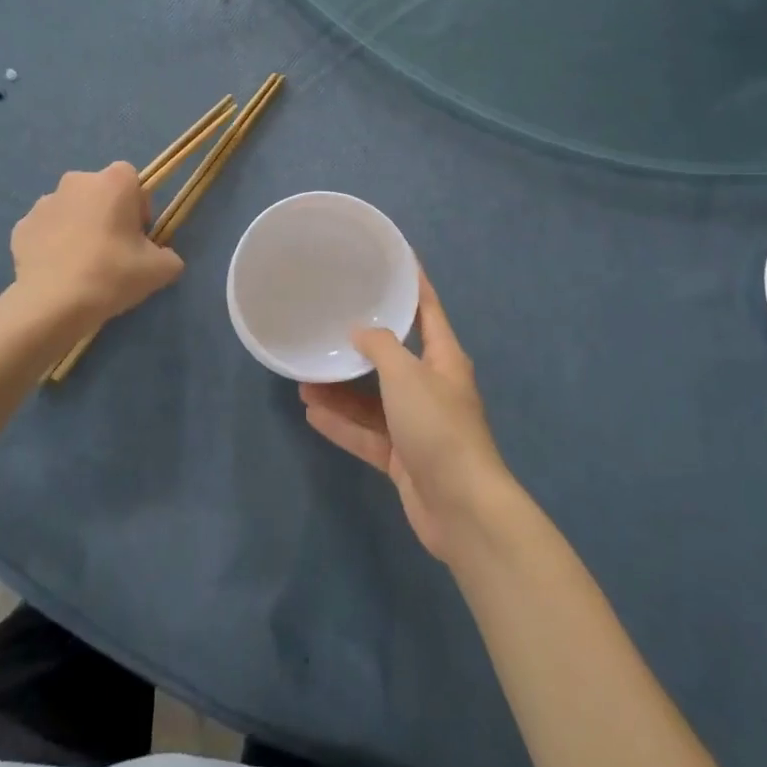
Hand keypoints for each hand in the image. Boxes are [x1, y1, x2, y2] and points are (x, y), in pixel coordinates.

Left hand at [11, 163, 183, 329]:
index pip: (132, 179)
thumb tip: (163, 257)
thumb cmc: (113, 274)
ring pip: (71, 210)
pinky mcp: (21, 227)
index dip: (138, 206)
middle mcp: (76, 181)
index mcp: (113, 181)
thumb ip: (169, 256)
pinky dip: (53, 244)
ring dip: (79, 227)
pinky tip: (60, 272)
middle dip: (107, 214)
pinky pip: (46, 231)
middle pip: (99, 192)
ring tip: (84, 265)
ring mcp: (44, 203)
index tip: (139, 236)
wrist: (54, 304)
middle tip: (114, 251)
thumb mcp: (161, 269)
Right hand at [300, 272, 513, 562]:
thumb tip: (360, 331)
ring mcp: (418, 425)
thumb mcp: (406, 376)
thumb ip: (380, 348)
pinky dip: (343, 424)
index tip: (393, 259)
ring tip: (305, 376)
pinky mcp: (403, 458)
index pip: (428, 310)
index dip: (413, 283)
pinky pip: (367, 433)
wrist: (461, 507)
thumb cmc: (438, 427)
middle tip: (328, 325)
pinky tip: (311, 413)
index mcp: (444, 359)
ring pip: (374, 399)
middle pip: (394, 357)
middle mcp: (432, 388)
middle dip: (361, 344)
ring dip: (342, 389)